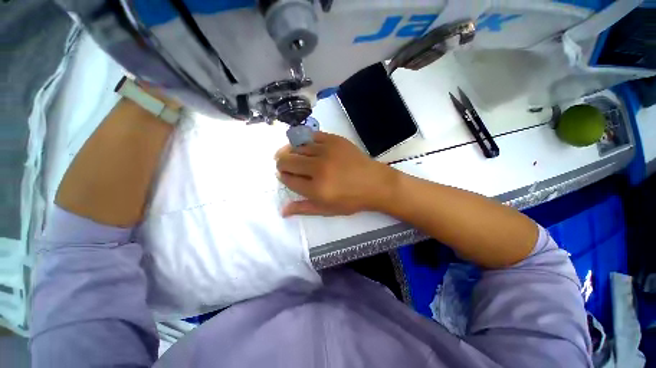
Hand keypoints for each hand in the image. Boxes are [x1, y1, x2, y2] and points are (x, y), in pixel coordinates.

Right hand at [275, 131, 396, 216]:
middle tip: (283, 164)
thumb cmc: (351, 199)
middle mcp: (318, 168)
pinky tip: (304, 145)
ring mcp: (327, 151)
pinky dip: (304, 140)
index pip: (288, 179)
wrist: (375, 183)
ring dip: (290, 151)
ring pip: (297, 147)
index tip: (284, 175)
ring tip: (292, 154)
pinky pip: (312, 136)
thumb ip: (304, 208)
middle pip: (288, 161)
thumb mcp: (327, 209)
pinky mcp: (334, 140)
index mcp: (316, 189)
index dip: (283, 177)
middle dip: (281, 163)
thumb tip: (282, 210)